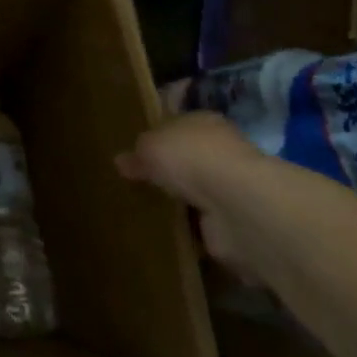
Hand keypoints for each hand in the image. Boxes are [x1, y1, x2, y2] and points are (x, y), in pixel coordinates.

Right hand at [115, 112, 268, 283]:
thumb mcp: (150, 146)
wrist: (235, 205)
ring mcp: (230, 190)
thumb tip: (121, 161)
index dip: (158, 135)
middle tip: (136, 182)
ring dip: (179, 204)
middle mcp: (221, 152)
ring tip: (145, 210)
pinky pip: (202, 225)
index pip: (178, 124)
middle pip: (188, 159)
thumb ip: (136, 153)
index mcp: (204, 123)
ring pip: (196, 193)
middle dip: (168, 171)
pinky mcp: (233, 224)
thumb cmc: (190, 157)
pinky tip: (164, 234)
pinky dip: (188, 231)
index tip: (137, 150)